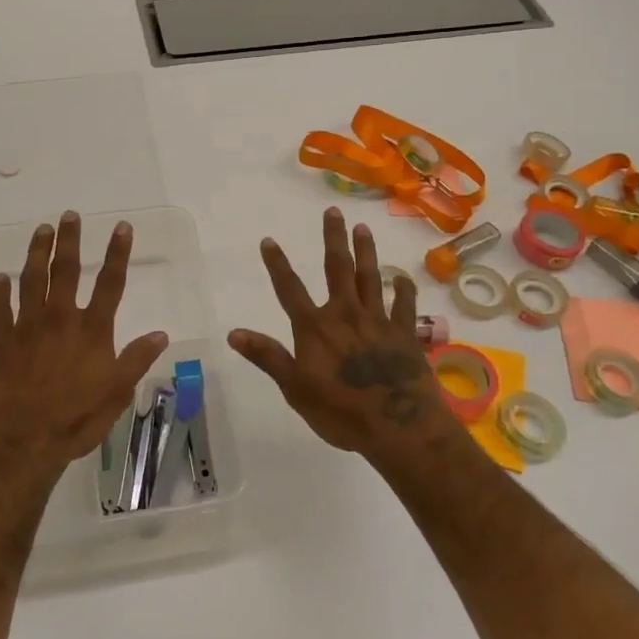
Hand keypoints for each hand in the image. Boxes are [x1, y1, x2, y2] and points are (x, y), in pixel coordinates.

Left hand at [0, 211, 169, 474]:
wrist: (21, 442)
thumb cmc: (75, 420)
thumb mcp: (117, 393)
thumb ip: (136, 360)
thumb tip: (161, 333)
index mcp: (91, 330)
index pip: (110, 283)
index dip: (117, 253)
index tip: (121, 226)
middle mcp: (59, 319)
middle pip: (66, 271)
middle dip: (70, 240)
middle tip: (70, 215)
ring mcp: (26, 327)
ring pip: (31, 280)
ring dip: (36, 252)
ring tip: (41, 230)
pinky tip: (0, 278)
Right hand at [229, 207, 450, 454]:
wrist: (399, 426)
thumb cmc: (341, 412)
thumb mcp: (295, 389)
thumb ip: (268, 357)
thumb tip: (233, 333)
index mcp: (315, 328)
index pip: (290, 289)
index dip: (277, 264)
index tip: (269, 240)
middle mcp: (345, 314)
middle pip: (338, 269)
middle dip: (333, 239)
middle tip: (333, 211)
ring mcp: (378, 321)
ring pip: (371, 277)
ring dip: (366, 251)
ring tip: (363, 228)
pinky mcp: (405, 333)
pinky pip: (405, 305)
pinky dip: (404, 289)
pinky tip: (403, 277)